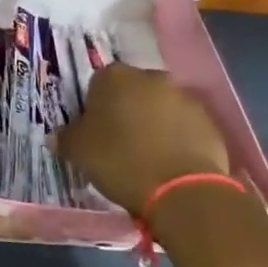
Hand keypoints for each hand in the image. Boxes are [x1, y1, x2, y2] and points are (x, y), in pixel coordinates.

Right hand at [55, 64, 230, 217]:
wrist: (183, 190)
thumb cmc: (121, 161)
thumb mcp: (78, 152)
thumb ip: (66, 137)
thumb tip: (59, 135)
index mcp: (114, 76)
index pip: (97, 84)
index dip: (94, 108)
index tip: (94, 132)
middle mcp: (151, 77)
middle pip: (132, 91)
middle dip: (126, 111)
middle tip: (119, 143)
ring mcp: (184, 97)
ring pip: (160, 107)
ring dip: (153, 123)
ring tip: (148, 156)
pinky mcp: (208, 120)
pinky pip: (184, 125)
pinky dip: (176, 138)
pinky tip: (170, 163)